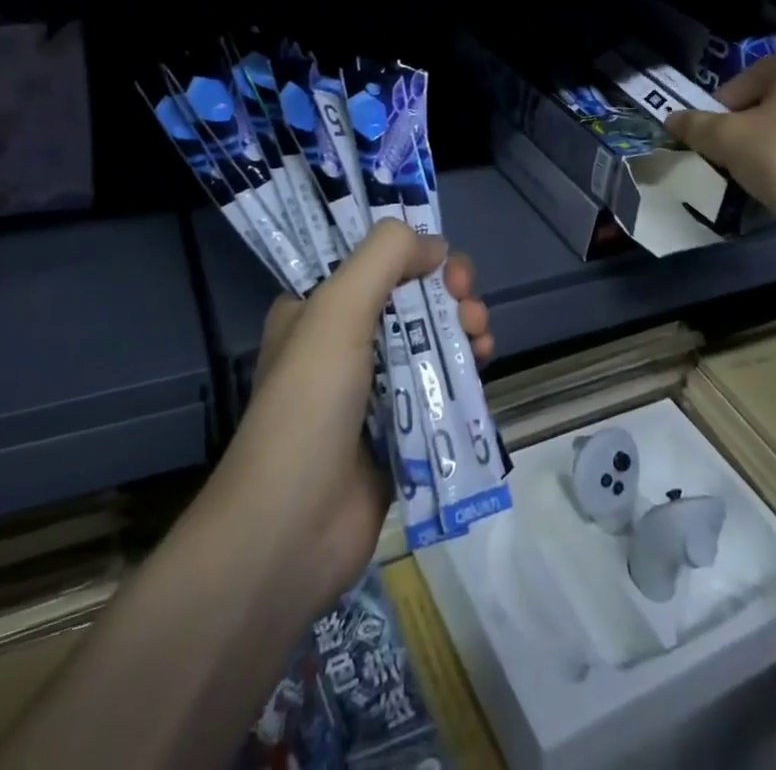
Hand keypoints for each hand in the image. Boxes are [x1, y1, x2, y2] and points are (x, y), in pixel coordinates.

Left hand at [218, 221, 493, 618]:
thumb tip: (434, 245)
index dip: (413, 254)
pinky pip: (438, 385)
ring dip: (462, 326)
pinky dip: (464, 368)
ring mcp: (371, 390)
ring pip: (429, 339)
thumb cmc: (309, 404)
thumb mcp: (338, 309)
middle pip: (409, 298)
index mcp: (316, 309)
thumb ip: (385, 257)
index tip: (444, 263)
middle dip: (447, 290)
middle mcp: (342, 342)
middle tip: (468, 299)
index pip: (372, 262)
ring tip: (482, 334)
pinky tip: (484, 364)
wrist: (291, 529)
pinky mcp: (399, 430)